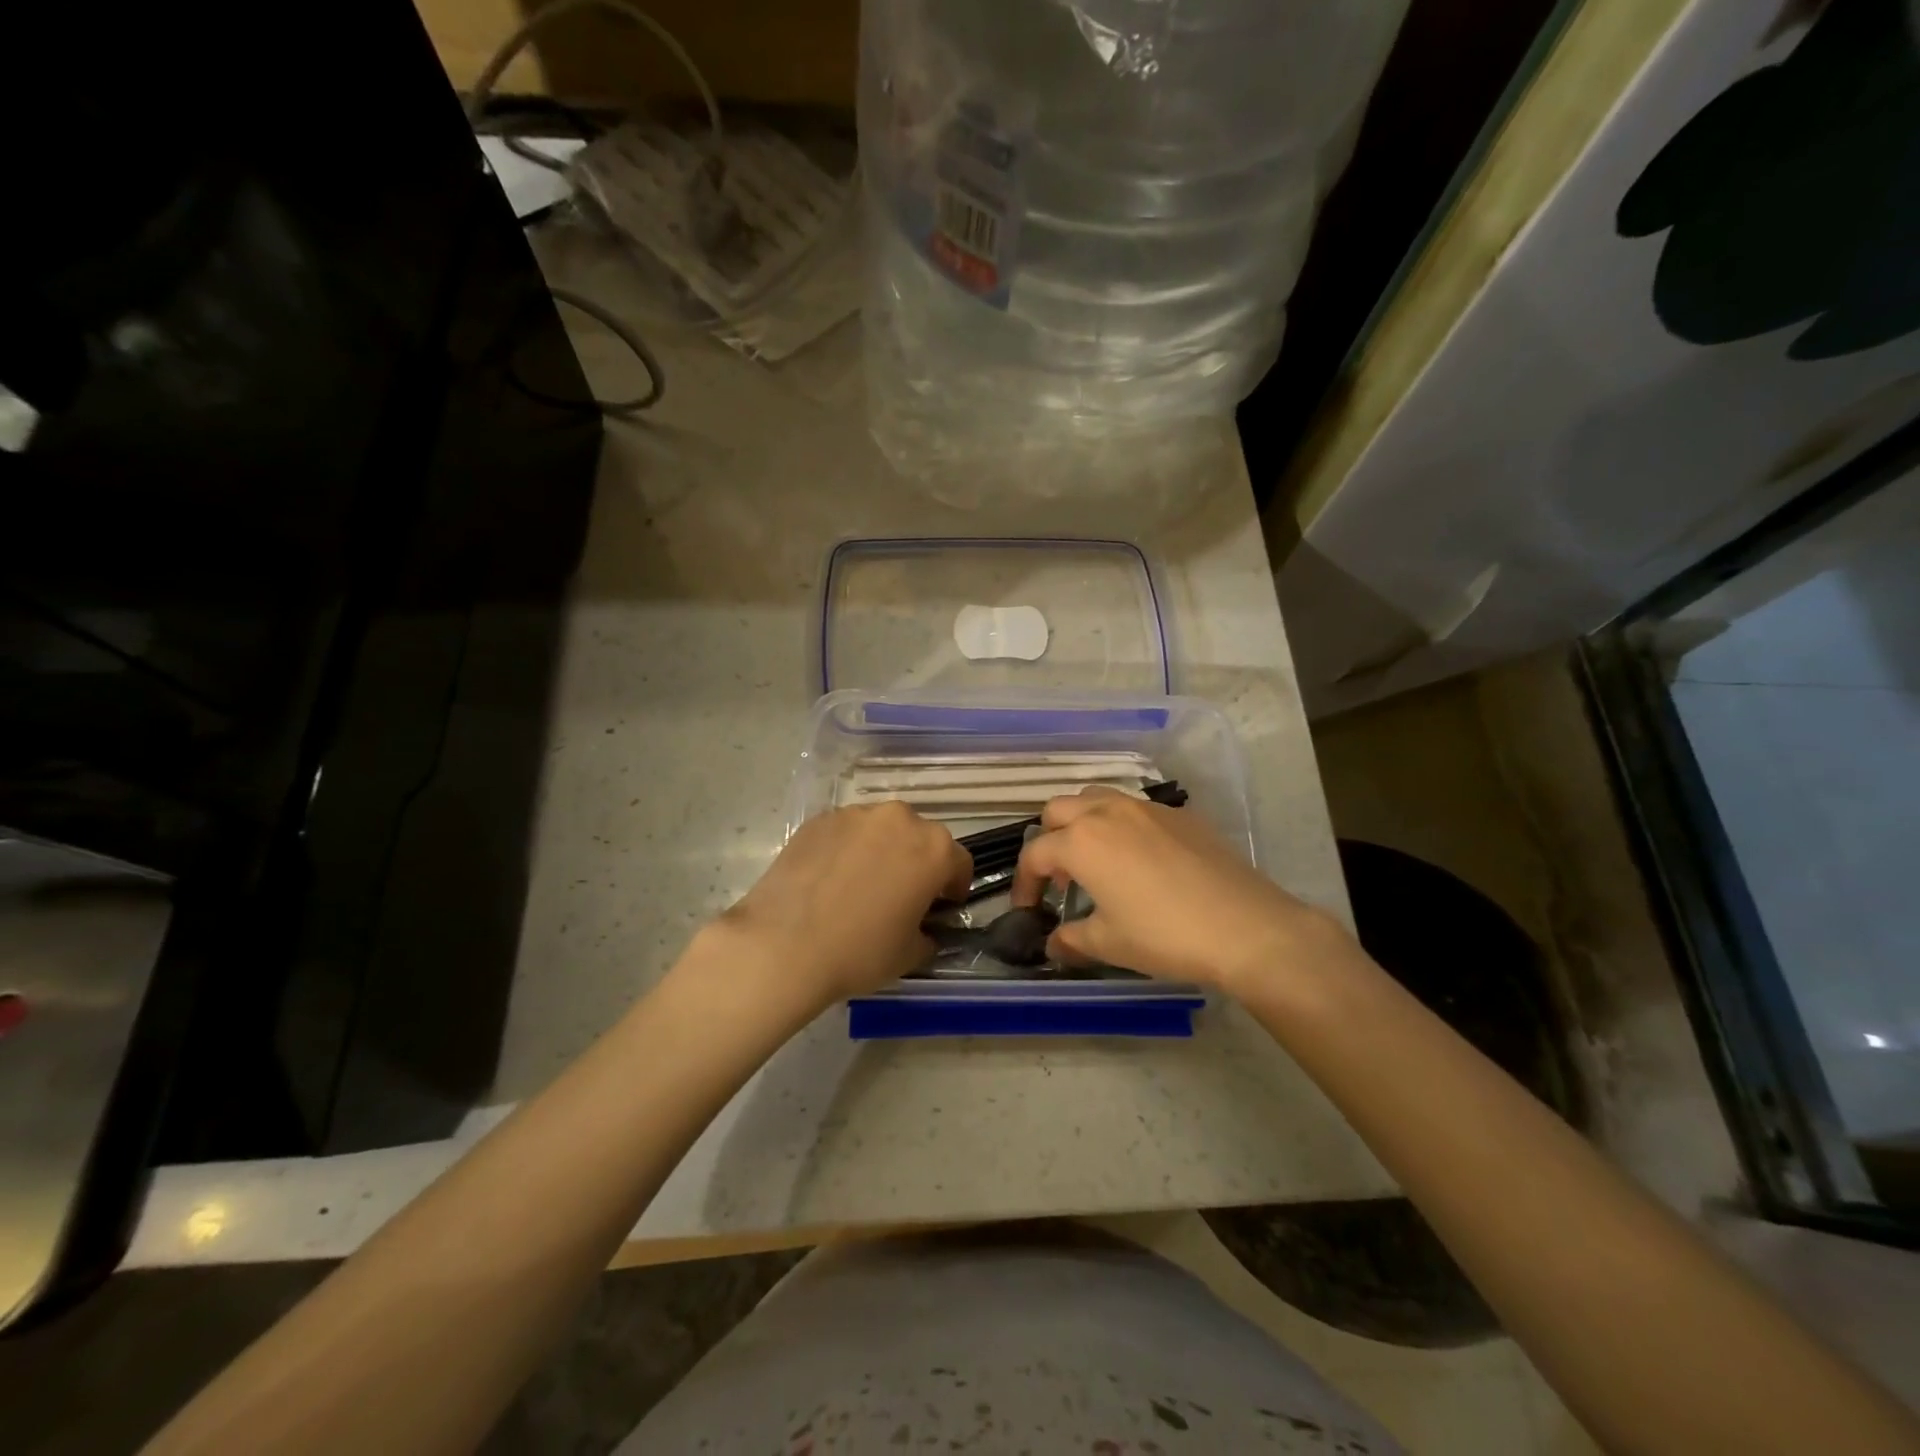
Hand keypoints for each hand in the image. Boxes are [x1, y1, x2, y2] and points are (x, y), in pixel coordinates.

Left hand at [709, 802, 971, 1008]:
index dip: (953, 887)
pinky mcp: (819, 819)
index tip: (941, 907)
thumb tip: (923, 929)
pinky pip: (846, 832)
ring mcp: (856, 815)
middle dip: (917, 862)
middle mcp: (899, 819)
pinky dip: (846, 849)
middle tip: (901, 895)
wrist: (782, 944)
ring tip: (860, 885)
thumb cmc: (859, 951)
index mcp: (934, 849)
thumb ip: (927, 934)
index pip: (959, 862)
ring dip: (881, 851)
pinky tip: (829, 880)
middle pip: (920, 838)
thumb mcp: (910, 954)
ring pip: (881, 830)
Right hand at [1010, 787, 1357, 995]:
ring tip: (1098, 862)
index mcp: (1081, 841)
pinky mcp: (1180, 815)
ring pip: (1098, 799)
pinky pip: (1137, 810)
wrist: (1245, 927)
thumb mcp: (1109, 943)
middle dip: (1050, 839)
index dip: (1025, 883)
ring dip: (1084, 824)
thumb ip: (1072, 939)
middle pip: (1059, 810)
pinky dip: (1123, 827)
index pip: (1035, 853)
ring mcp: (1147, 808)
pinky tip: (1143, 862)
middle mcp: (1108, 812)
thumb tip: (1053, 944)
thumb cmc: (1164, 936)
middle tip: (1062, 878)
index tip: (1029, 908)